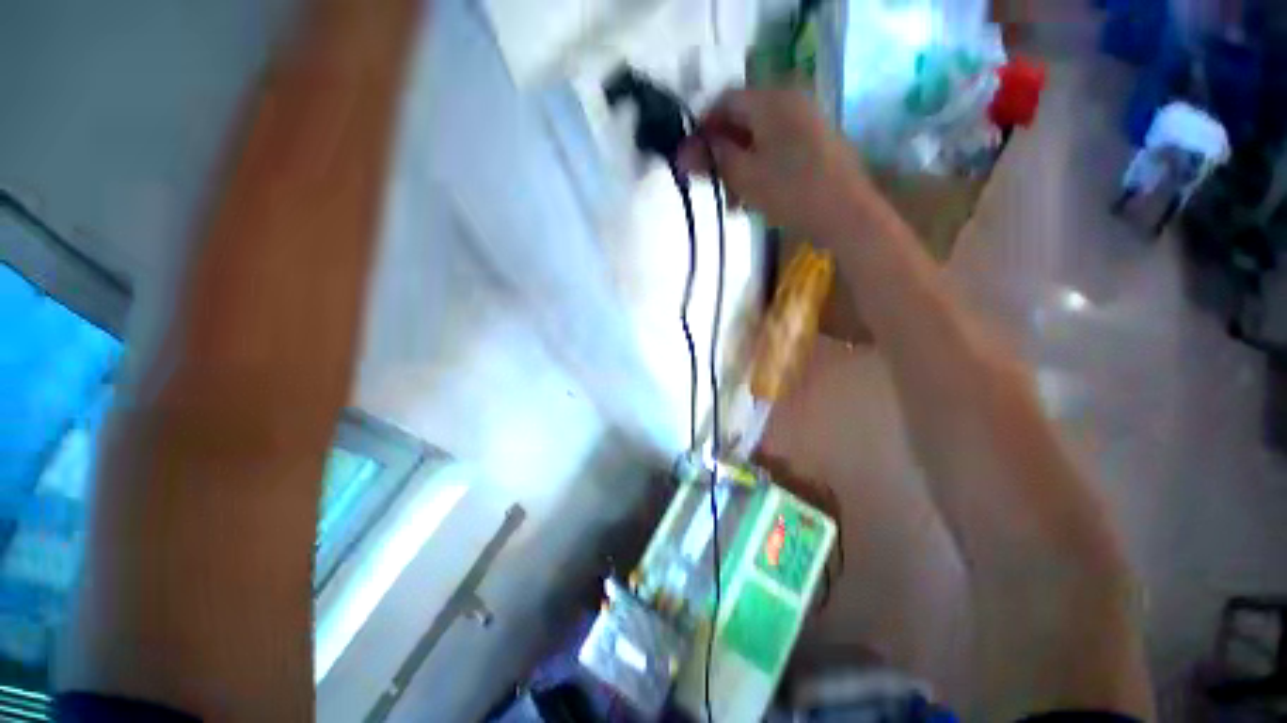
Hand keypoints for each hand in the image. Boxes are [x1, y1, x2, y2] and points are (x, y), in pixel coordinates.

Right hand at [678, 88, 873, 239]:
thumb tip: (684, 153)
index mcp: (771, 99)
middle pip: (742, 120)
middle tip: (711, 184)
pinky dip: (759, 168)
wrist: (845, 214)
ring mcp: (805, 121)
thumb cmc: (790, 191)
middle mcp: (790, 100)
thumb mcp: (743, 176)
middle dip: (721, 152)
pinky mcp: (815, 142)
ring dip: (739, 165)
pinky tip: (752, 196)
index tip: (691, 160)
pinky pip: (776, 148)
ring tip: (732, 200)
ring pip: (758, 137)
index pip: (724, 101)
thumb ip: (713, 159)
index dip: (702, 129)